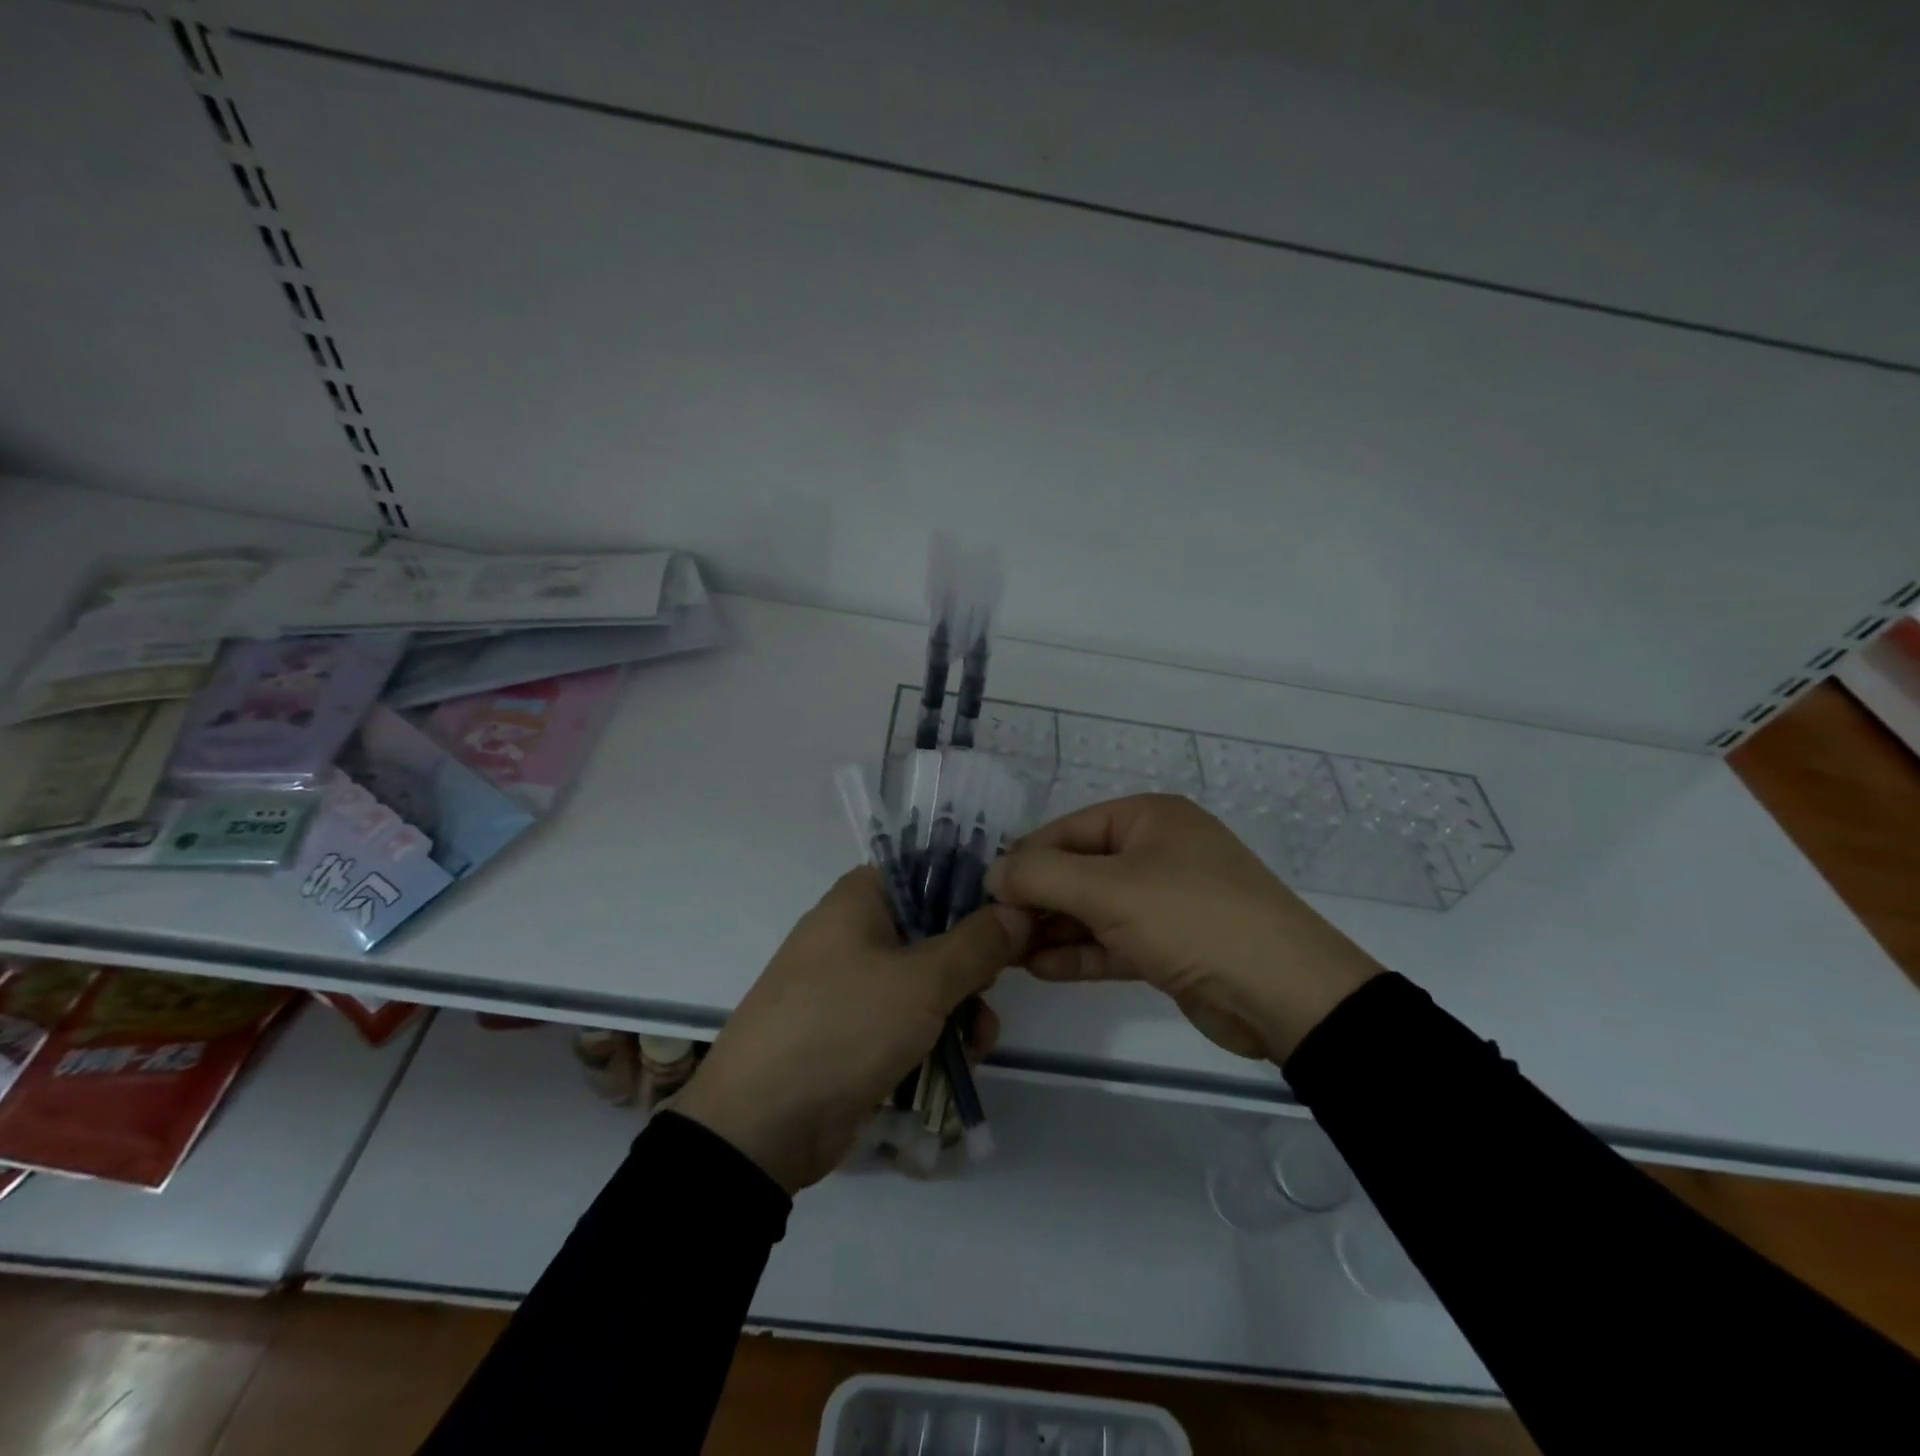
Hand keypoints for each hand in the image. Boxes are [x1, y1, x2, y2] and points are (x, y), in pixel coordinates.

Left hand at [673, 867, 1029, 1194]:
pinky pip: (906, 1018)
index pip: (928, 870)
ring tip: (981, 1039)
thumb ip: (977, 943)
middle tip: (997, 985)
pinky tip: (963, 1060)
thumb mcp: (921, 982)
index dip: (973, 888)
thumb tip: (1018, 911)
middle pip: (933, 927)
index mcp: (860, 899)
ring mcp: (851, 984)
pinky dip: (935, 1034)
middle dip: (973, 962)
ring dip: (961, 1006)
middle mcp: (854, 932)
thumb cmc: (843, 1027)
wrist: (760, 1125)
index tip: (1012, 916)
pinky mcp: (853, 1030)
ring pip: (925, 979)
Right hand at [986, 795, 1379, 1061]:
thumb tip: (992, 872)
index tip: (985, 892)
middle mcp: (1156, 851)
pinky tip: (1039, 969)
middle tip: (993, 929)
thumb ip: (1041, 876)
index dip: (1024, 859)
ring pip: (1094, 909)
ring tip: (1006, 953)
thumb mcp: (1109, 890)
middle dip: (1036, 899)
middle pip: (1079, 869)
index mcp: (1147, 818)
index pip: (1068, 830)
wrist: (1283, 994)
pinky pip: (1114, 941)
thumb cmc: (1191, 918)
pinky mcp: (1171, 945)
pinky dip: (1080, 953)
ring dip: (1053, 929)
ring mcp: (1165, 899)